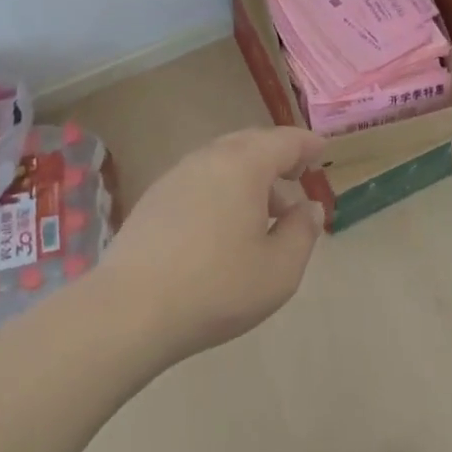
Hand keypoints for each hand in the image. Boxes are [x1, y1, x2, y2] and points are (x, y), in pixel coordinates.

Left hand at [98, 126, 325, 360]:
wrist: (130, 310)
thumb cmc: (216, 287)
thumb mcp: (279, 270)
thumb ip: (302, 232)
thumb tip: (309, 208)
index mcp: (244, 165)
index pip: (284, 141)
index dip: (307, 145)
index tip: (321, 151)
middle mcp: (209, 158)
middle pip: (251, 143)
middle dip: (277, 156)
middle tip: (295, 177)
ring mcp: (176, 175)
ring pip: (222, 160)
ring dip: (248, 175)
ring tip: (263, 211)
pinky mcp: (154, 198)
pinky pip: (200, 178)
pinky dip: (221, 187)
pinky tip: (223, 225)